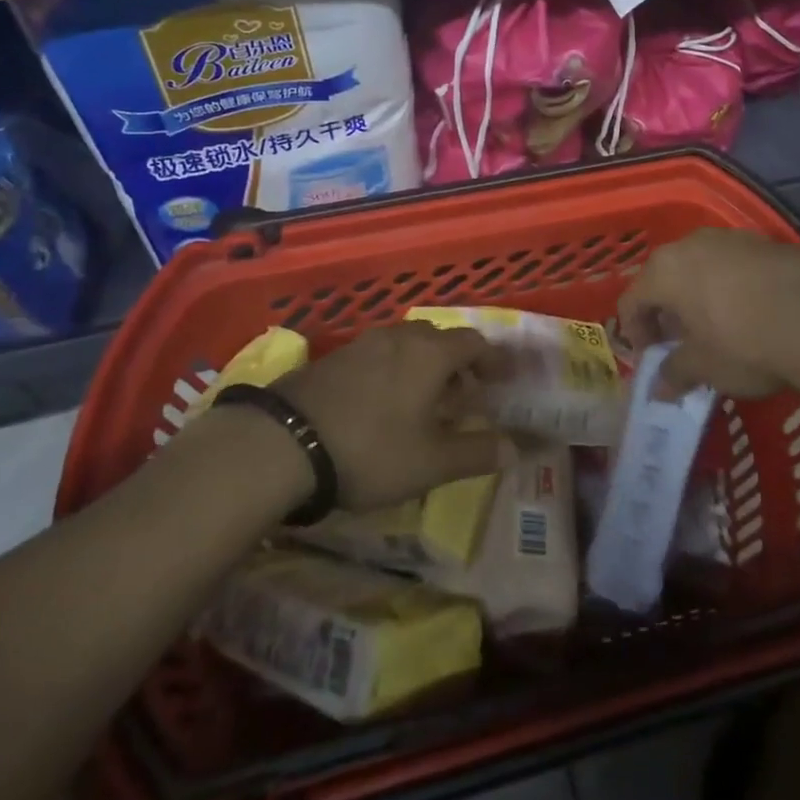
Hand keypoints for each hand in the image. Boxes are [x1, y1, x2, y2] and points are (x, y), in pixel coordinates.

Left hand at [275, 323, 502, 511]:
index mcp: (431, 354)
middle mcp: (400, 337)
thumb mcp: (431, 462)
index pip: (474, 342)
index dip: (492, 360)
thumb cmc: (371, 450)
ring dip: (422, 365)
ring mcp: (362, 344)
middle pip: (439, 338)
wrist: (284, 443)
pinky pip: (376, 355)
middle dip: (456, 363)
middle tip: (463, 394)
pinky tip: (381, 403)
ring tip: (422, 401)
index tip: (502, 380)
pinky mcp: (332, 358)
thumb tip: (516, 448)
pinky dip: (392, 371)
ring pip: (405, 344)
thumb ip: (476, 453)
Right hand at [618, 228, 799, 399]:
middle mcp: (691, 244)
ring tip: (714, 325)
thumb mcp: (704, 368)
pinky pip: (734, 263)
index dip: (635, 331)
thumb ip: (675, 373)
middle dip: (666, 309)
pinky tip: (750, 311)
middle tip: (678, 341)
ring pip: (700, 265)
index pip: (632, 300)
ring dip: (698, 293)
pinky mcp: (766, 242)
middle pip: (664, 276)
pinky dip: (731, 284)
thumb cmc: (744, 345)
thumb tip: (658, 389)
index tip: (651, 357)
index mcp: (665, 271)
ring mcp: (731, 238)